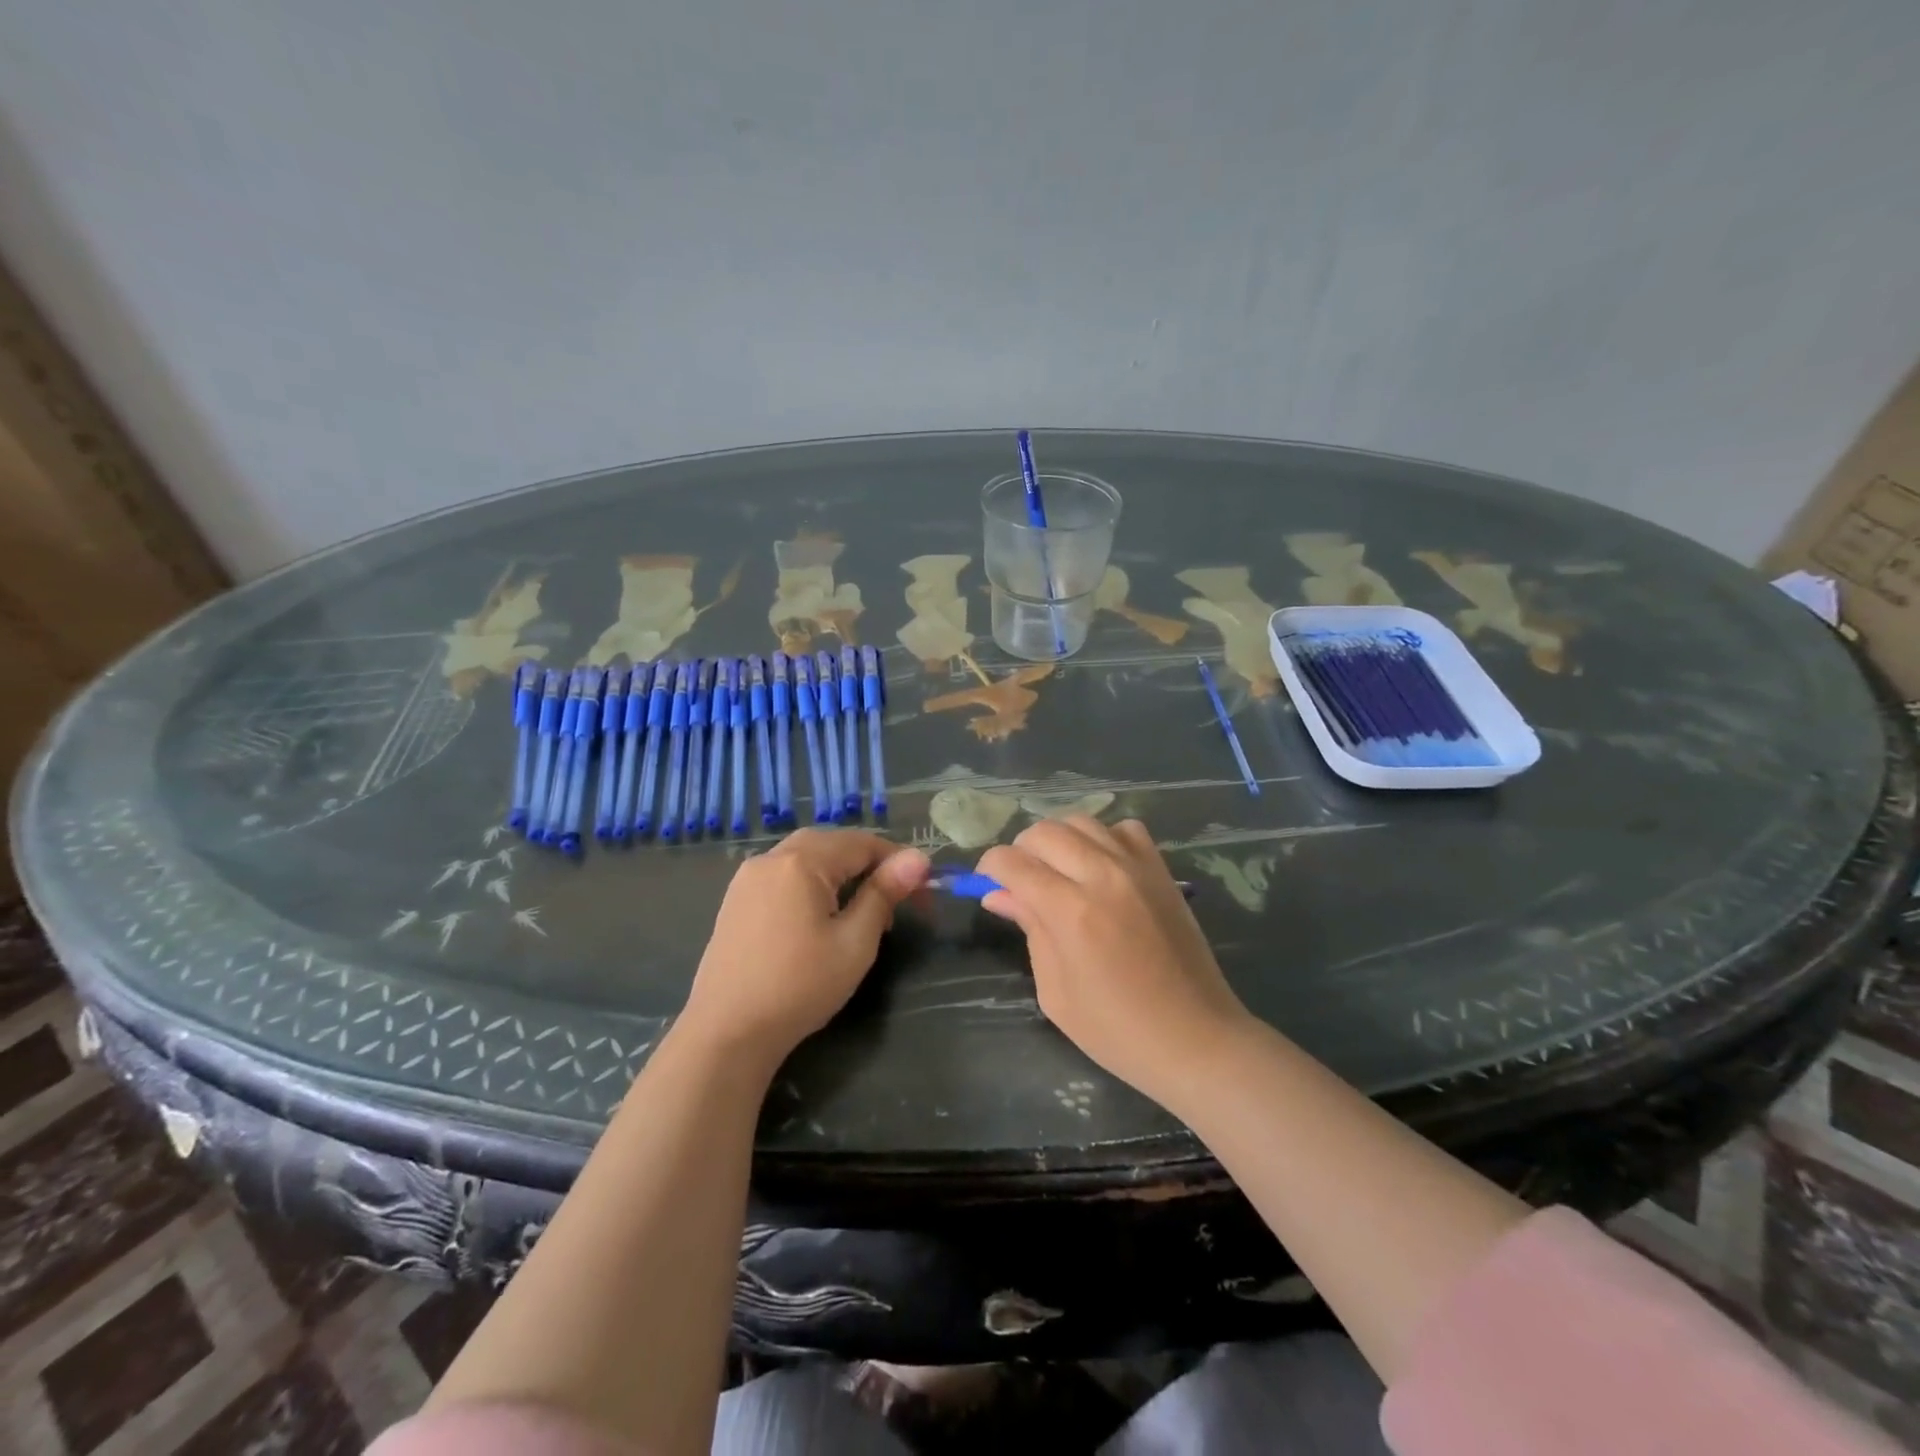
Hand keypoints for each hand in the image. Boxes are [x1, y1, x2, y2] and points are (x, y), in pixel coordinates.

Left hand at [677, 829, 929, 1070]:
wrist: (726, 1033)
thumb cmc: (799, 987)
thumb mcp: (854, 942)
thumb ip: (884, 894)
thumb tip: (918, 858)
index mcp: (801, 861)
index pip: (862, 843)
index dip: (898, 862)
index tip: (924, 890)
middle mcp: (771, 858)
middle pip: (832, 844)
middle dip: (869, 864)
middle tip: (895, 901)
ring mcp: (748, 878)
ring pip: (807, 857)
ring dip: (840, 873)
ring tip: (863, 912)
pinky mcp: (736, 900)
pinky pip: (784, 875)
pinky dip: (812, 883)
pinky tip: (821, 917)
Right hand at [978, 818, 1252, 1105]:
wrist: (1196, 1038)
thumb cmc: (1116, 1029)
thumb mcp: (1055, 991)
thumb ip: (1029, 930)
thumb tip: (998, 894)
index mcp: (1070, 911)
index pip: (1013, 862)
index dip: (990, 868)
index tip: (987, 885)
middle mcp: (1102, 875)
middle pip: (1043, 831)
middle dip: (1021, 851)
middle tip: (1022, 883)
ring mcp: (1137, 868)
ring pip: (1082, 821)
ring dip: (1059, 840)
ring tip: (1059, 872)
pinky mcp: (1162, 871)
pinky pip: (1125, 829)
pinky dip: (1104, 838)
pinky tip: (1101, 867)